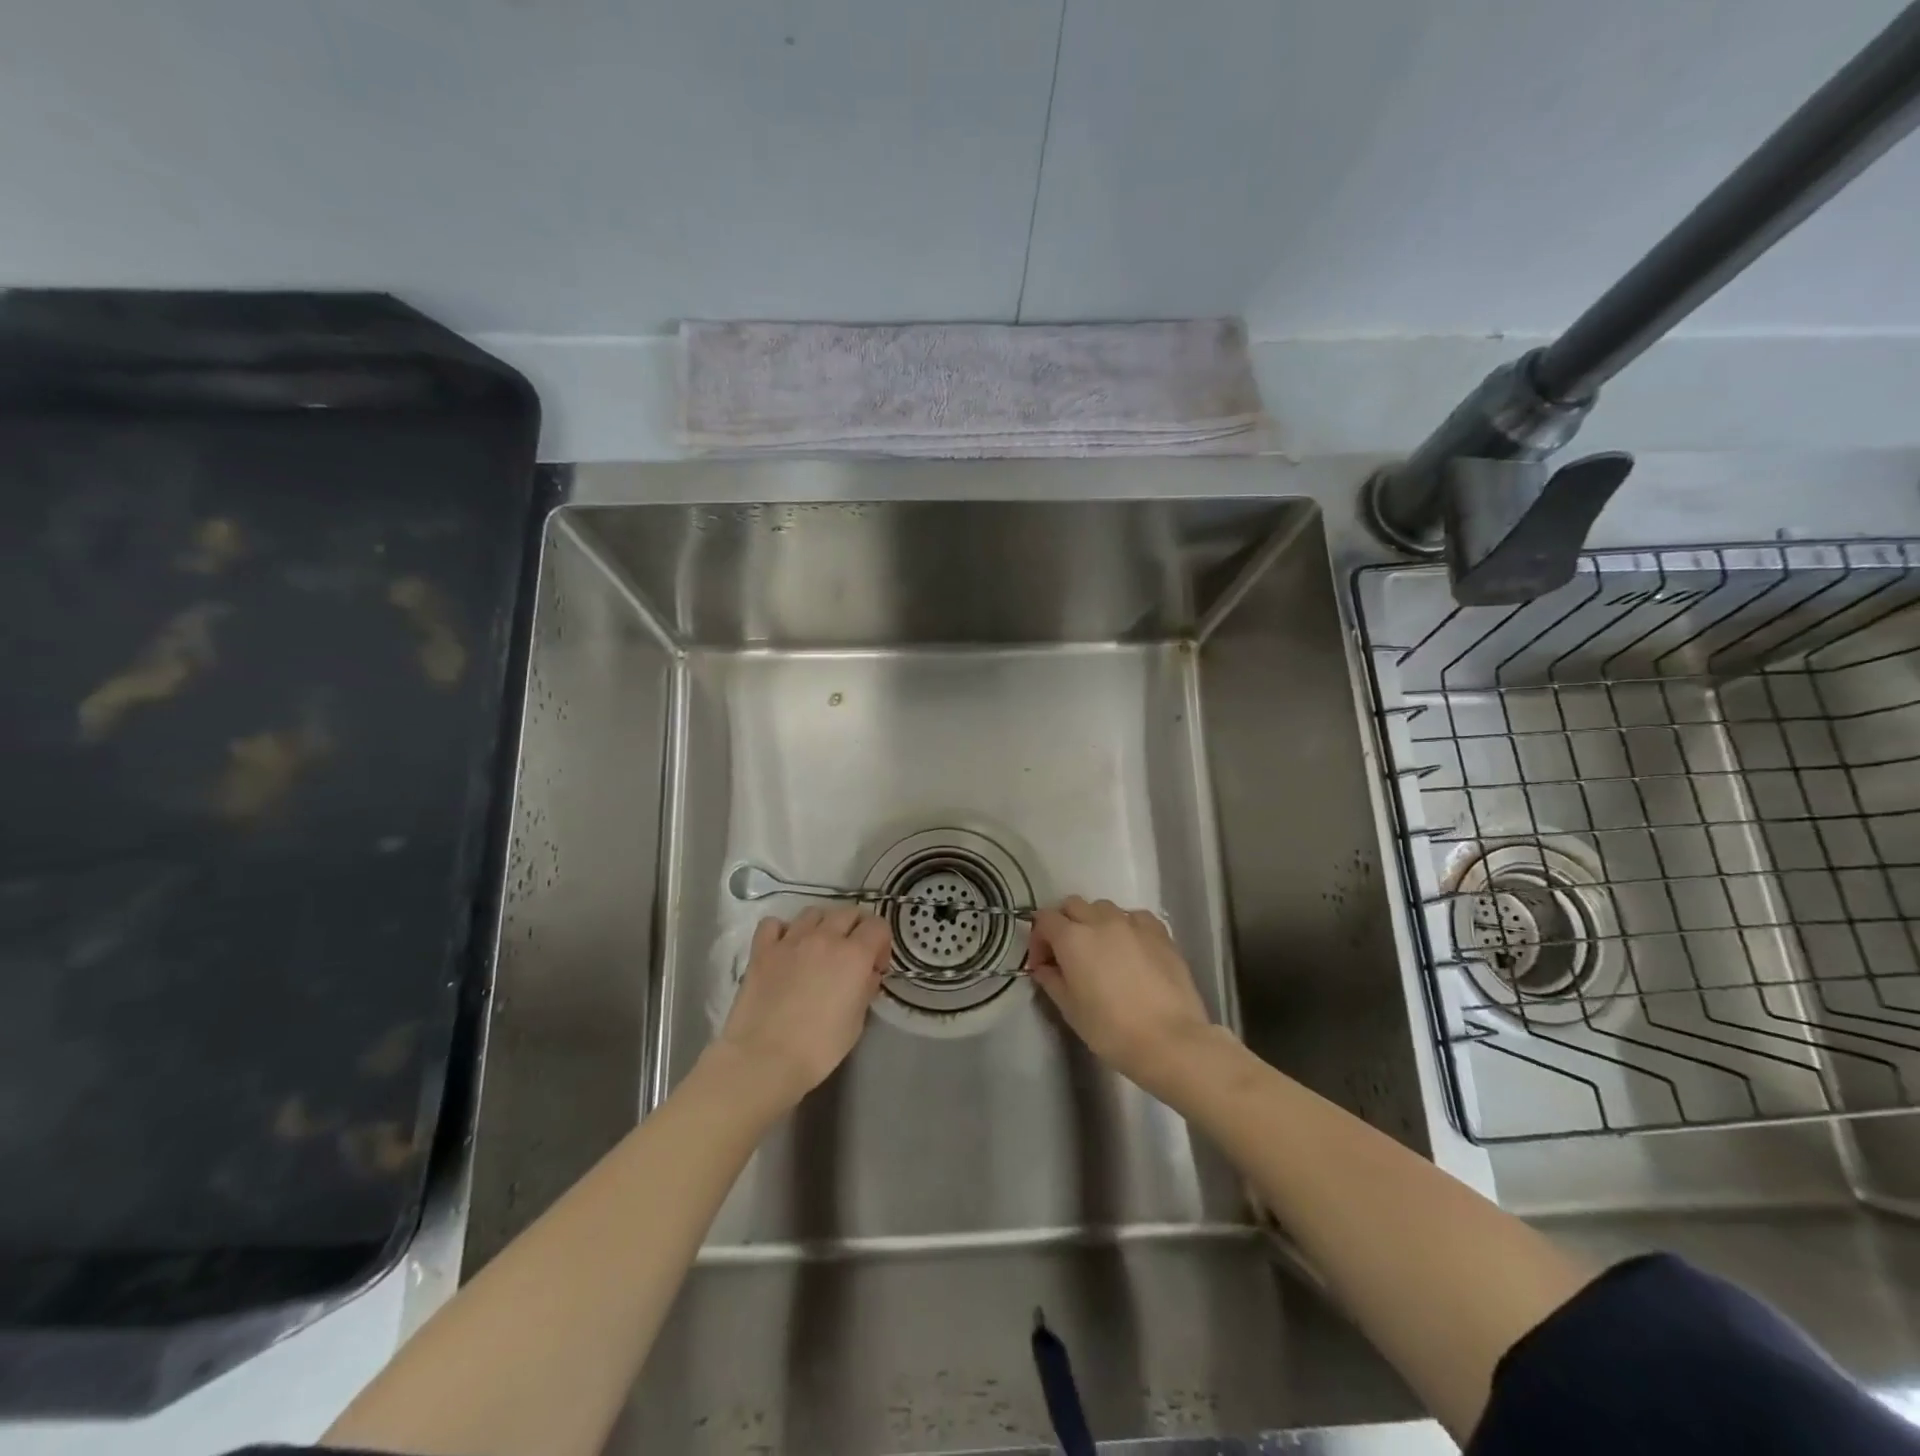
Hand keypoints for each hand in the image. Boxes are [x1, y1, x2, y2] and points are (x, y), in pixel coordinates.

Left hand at [713, 905, 890, 1108]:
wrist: (764, 1059)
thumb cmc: (818, 1048)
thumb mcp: (856, 1022)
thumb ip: (865, 989)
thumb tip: (867, 975)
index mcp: (854, 954)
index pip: (878, 926)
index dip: (882, 944)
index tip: (875, 967)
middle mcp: (824, 937)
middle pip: (848, 912)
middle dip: (856, 929)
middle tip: (852, 955)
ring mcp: (790, 940)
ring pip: (813, 912)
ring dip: (822, 926)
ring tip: (818, 949)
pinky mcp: (762, 950)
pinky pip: (774, 924)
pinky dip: (783, 930)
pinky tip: (785, 948)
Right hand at [1028, 896, 1216, 1090]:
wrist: (1170, 1041)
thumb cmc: (1112, 1030)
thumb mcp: (1070, 1010)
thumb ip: (1052, 981)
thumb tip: (1045, 968)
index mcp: (1073, 938)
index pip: (1044, 919)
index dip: (1038, 939)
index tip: (1043, 965)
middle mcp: (1100, 921)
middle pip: (1073, 905)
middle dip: (1064, 924)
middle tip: (1068, 955)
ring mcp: (1133, 923)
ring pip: (1104, 907)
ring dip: (1094, 922)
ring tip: (1101, 951)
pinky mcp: (1160, 932)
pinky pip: (1134, 917)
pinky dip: (1126, 926)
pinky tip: (1131, 949)